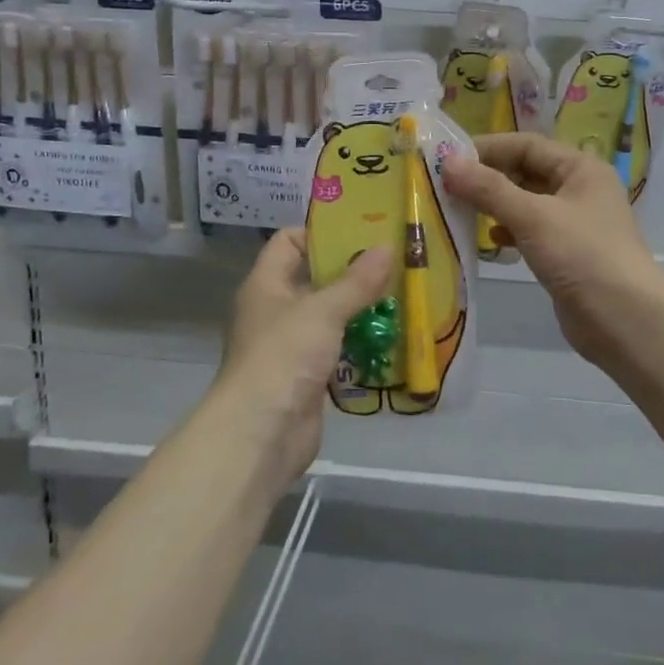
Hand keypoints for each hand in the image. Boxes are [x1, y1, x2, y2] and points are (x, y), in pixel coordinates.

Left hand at [206, 228, 392, 484]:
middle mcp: (276, 309)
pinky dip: (360, 341)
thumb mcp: (323, 311)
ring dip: (361, 307)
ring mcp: (292, 344)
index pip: (289, 241)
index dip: (322, 232)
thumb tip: (387, 246)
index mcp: (267, 284)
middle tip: (394, 259)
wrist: (261, 433)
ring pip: (330, 315)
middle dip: (352, 270)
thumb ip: (356, 281)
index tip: (363, 230)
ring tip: (402, 292)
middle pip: (315, 277)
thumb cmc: (284, 357)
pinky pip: (338, 347)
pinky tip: (392, 335)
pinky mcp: (308, 374)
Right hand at [443, 133, 663, 368]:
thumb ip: (489, 189)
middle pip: (526, 172)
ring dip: (495, 205)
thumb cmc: (582, 256)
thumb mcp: (532, 217)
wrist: (625, 321)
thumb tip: (447, 162)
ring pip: (526, 203)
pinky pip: (530, 231)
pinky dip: (509, 232)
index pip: (527, 145)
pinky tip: (490, 242)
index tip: (447, 159)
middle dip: (488, 178)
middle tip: (446, 187)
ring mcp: (574, 223)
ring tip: (460, 212)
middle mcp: (580, 190)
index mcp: (581, 168)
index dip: (488, 149)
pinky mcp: (567, 254)